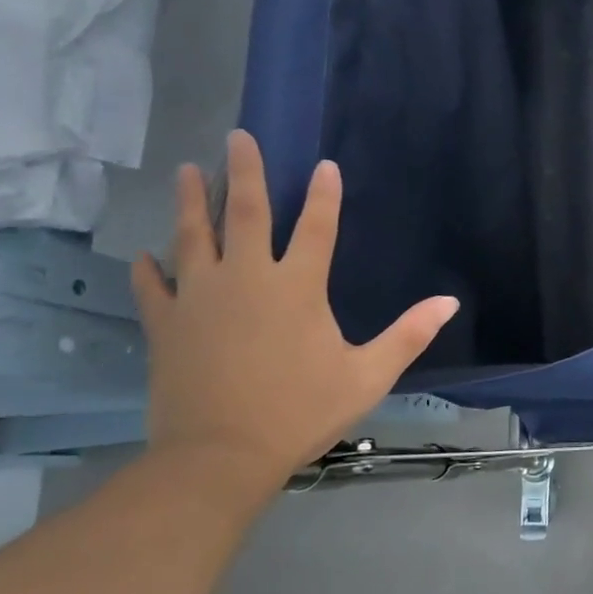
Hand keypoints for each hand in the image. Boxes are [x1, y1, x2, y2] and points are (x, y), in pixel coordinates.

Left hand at [131, 130, 458, 498]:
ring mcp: (200, 299)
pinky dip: (149, 269)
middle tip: (237, 136)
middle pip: (245, 213)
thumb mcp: (368, 375)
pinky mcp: (167, 325)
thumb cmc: (301, 411)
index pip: (316, 227)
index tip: (325, 165)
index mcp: (298, 287)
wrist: (219, 457)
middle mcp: (247, 279)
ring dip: (191, 201)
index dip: (324, 195)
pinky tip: (143, 256)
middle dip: (245, 171)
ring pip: (193, 237)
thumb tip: (449, 302)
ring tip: (186, 170)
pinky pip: (154, 288)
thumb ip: (408, 335)